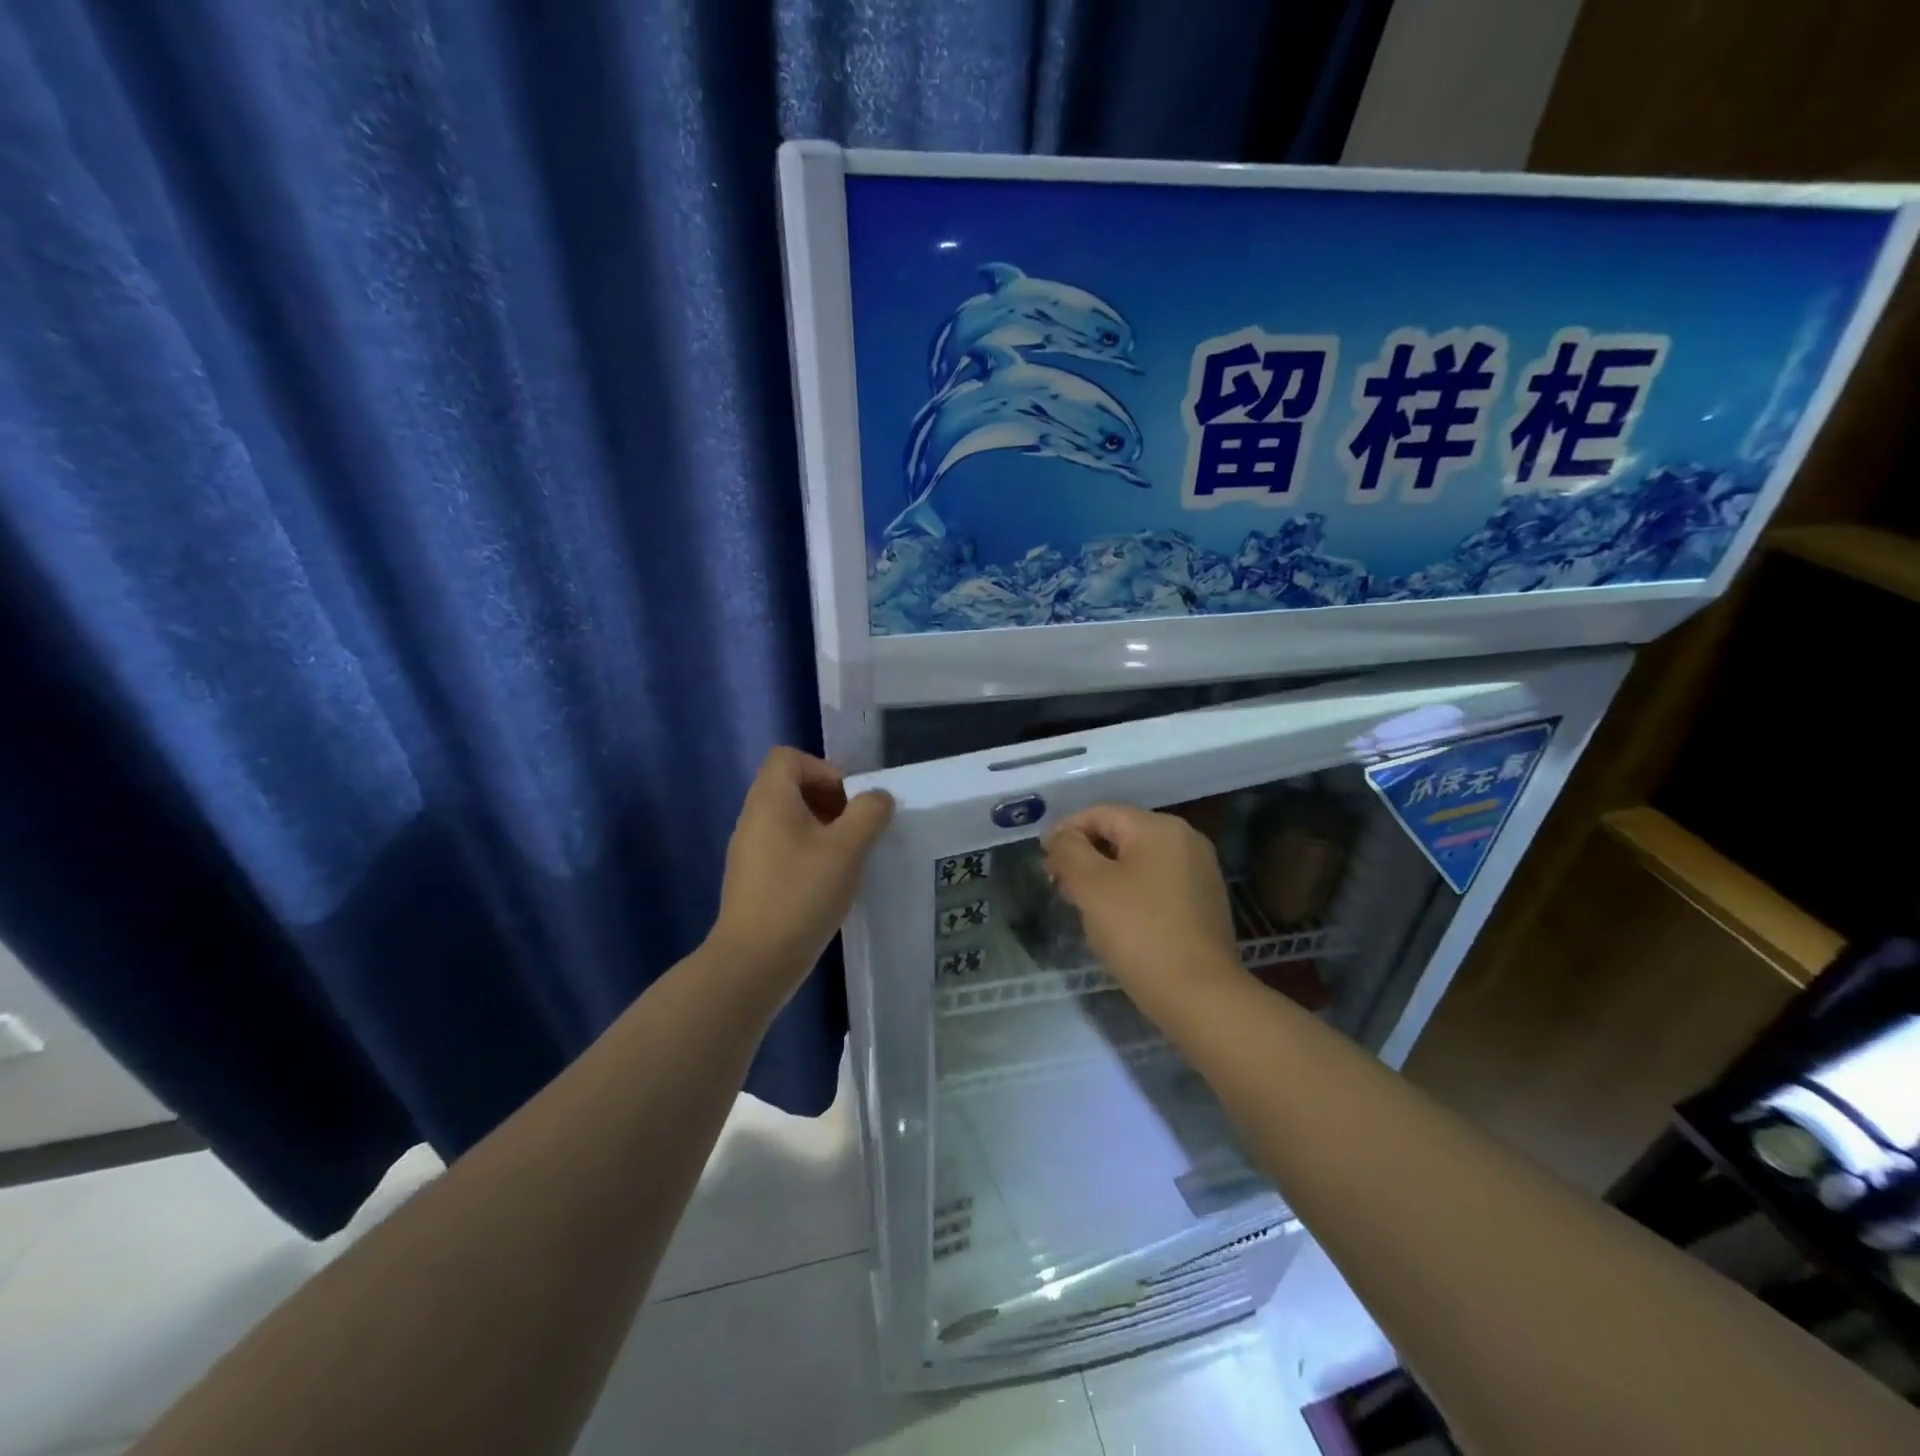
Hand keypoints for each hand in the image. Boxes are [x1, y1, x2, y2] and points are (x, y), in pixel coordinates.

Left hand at [710, 747, 893, 993]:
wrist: (754, 961)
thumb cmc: (801, 894)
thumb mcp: (847, 849)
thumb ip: (869, 814)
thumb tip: (877, 798)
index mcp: (770, 800)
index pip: (788, 757)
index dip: (823, 769)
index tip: (849, 802)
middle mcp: (753, 818)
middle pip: (790, 786)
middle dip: (829, 800)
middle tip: (856, 829)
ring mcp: (748, 851)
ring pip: (788, 820)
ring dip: (822, 829)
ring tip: (847, 858)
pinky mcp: (752, 880)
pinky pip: (782, 848)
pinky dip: (807, 853)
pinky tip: (827, 884)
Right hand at [1043, 805, 1240, 1014]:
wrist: (1199, 996)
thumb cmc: (1139, 933)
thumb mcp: (1091, 886)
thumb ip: (1068, 851)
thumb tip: (1059, 836)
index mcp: (1160, 828)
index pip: (1100, 814)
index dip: (1065, 832)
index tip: (1044, 862)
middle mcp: (1185, 840)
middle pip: (1120, 835)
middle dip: (1084, 856)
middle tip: (1058, 886)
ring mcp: (1199, 872)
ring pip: (1137, 861)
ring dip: (1104, 876)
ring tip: (1081, 904)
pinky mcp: (1203, 902)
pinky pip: (1156, 883)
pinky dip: (1129, 892)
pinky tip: (1114, 919)